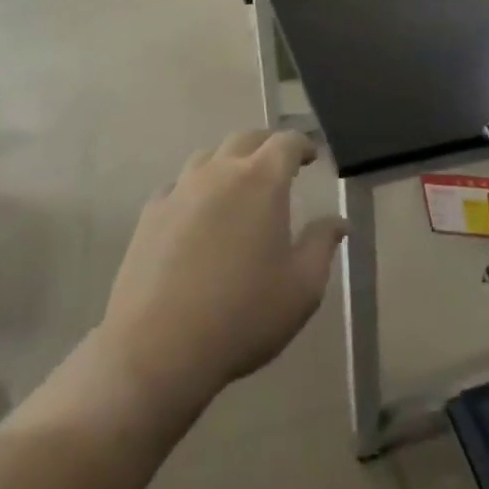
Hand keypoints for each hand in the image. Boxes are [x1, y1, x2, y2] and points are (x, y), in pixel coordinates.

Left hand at [95, 129, 345, 421]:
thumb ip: (322, 245)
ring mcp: (180, 190)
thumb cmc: (242, 316)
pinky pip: (178, 186)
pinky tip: (197, 215)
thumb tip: (338, 222)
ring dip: (229, 163)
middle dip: (266, 146)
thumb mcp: (302, 287)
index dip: (302, 145)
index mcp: (262, 181)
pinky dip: (195, 190)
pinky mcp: (150, 214)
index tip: (310, 157)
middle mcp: (220, 172)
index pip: (286, 142)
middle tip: (279, 165)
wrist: (157, 349)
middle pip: (245, 139)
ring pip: (208, 157)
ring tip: (237, 187)